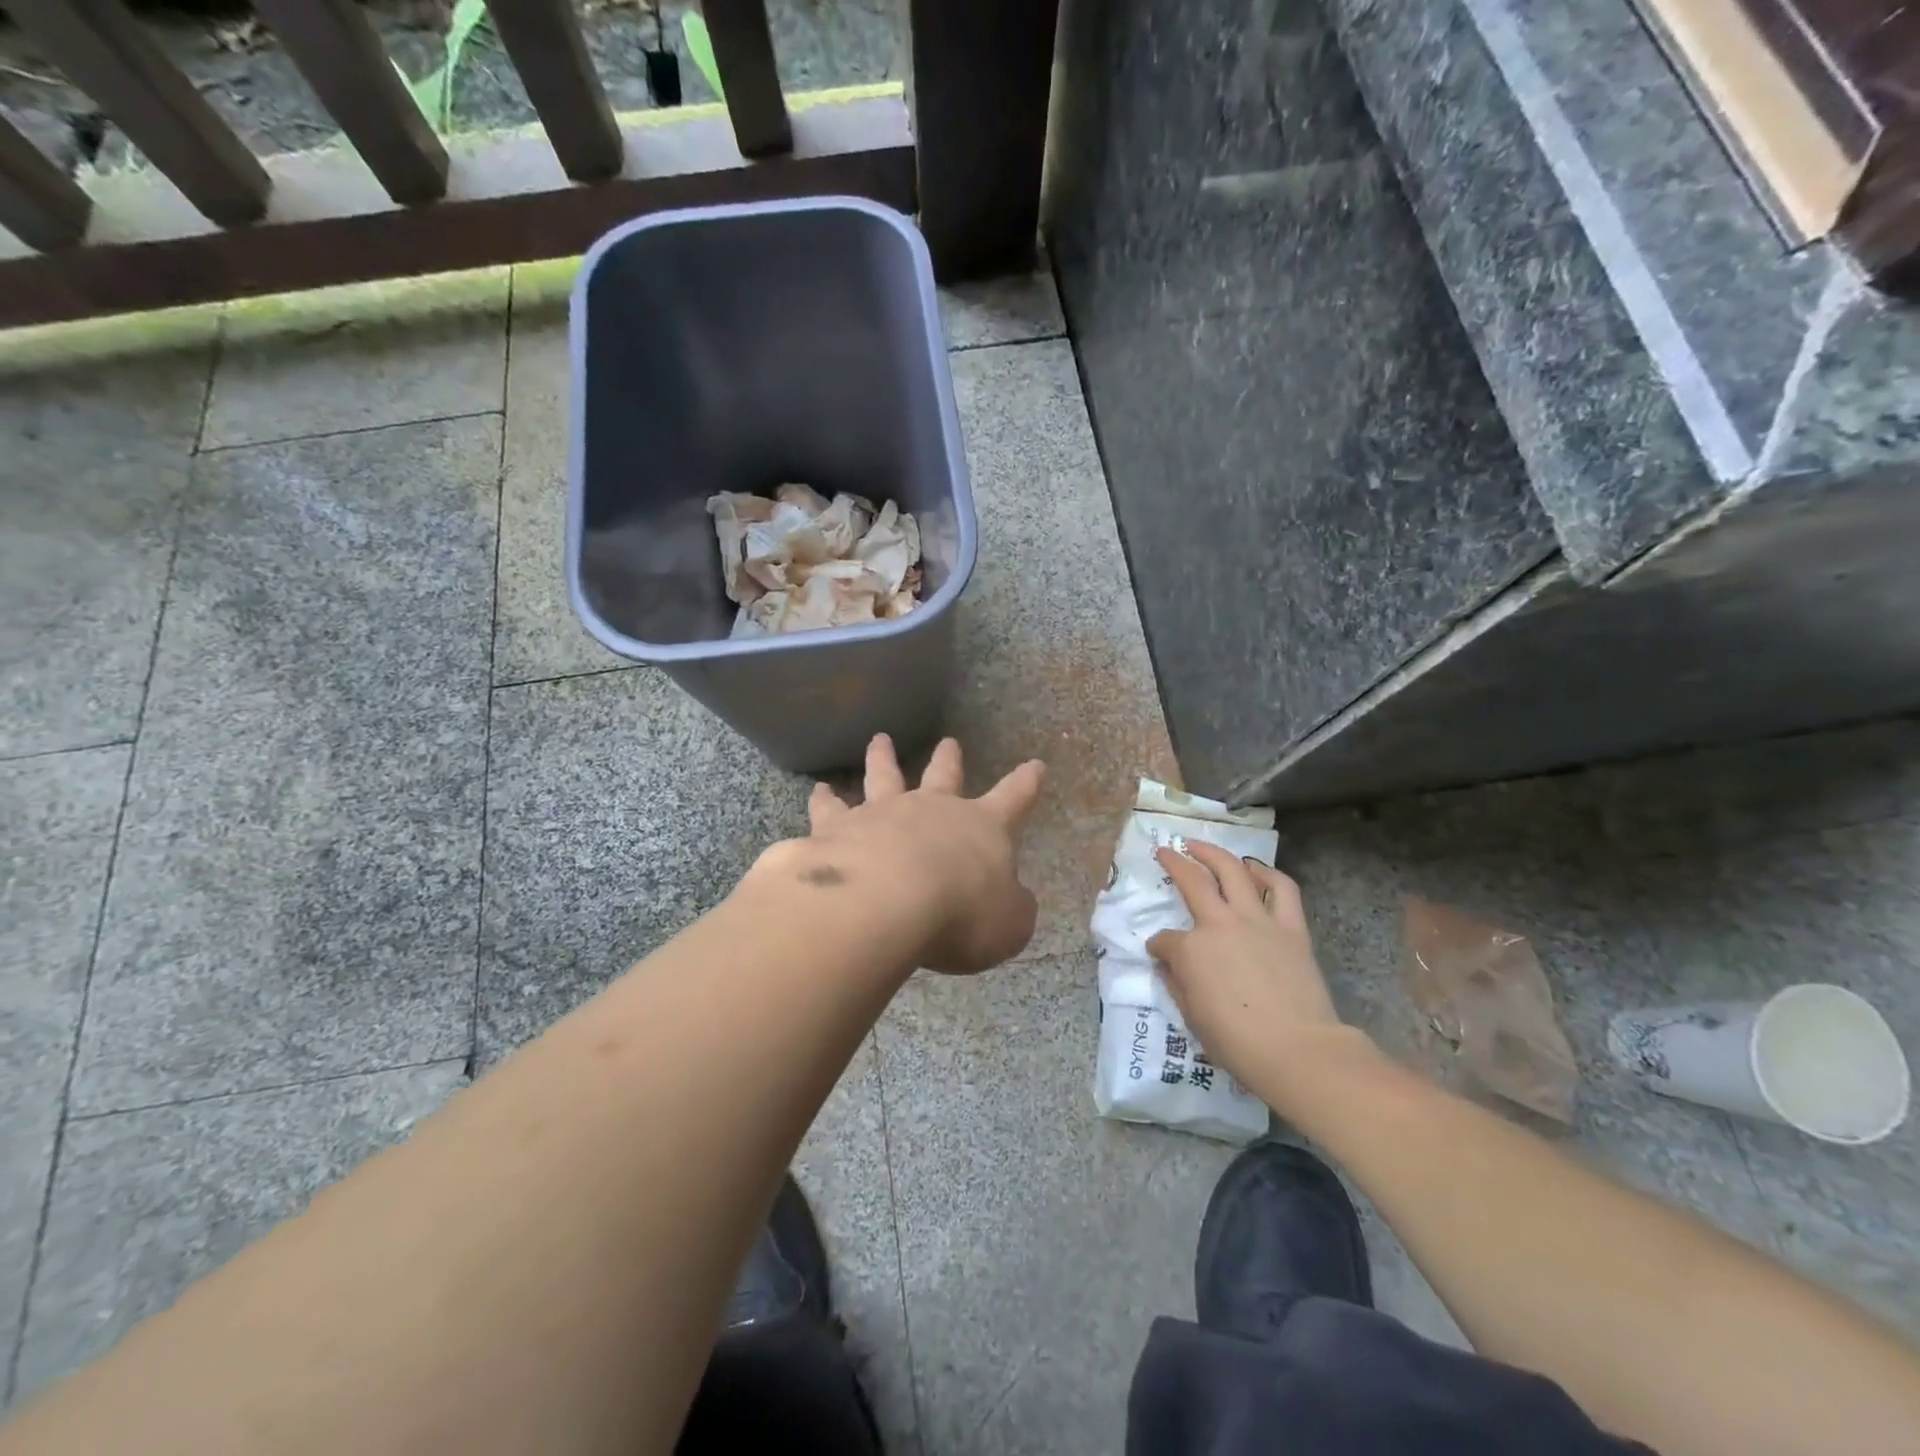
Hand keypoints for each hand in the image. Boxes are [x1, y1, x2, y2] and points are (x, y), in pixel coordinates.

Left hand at [795, 734, 1045, 974]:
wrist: (886, 902)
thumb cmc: (960, 914)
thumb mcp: (1008, 925)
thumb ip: (1013, 910)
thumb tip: (1014, 901)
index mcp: (982, 829)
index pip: (1013, 800)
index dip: (1026, 784)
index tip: (1035, 765)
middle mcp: (932, 810)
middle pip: (944, 776)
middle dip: (949, 759)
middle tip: (948, 741)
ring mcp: (883, 813)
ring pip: (885, 776)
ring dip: (884, 758)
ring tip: (879, 741)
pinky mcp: (838, 828)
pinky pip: (830, 809)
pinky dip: (825, 799)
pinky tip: (818, 791)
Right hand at [1146, 843, 1350, 1091]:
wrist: (1297, 1049)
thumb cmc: (1236, 1042)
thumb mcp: (1191, 1017)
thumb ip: (1175, 983)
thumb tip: (1167, 964)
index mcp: (1189, 949)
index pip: (1164, 940)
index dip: (1159, 947)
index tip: (1159, 954)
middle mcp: (1219, 923)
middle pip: (1192, 881)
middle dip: (1174, 863)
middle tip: (1165, 851)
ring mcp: (1256, 920)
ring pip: (1232, 871)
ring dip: (1213, 853)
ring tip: (1200, 845)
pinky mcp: (1290, 927)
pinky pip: (1281, 888)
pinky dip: (1267, 873)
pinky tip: (1255, 869)